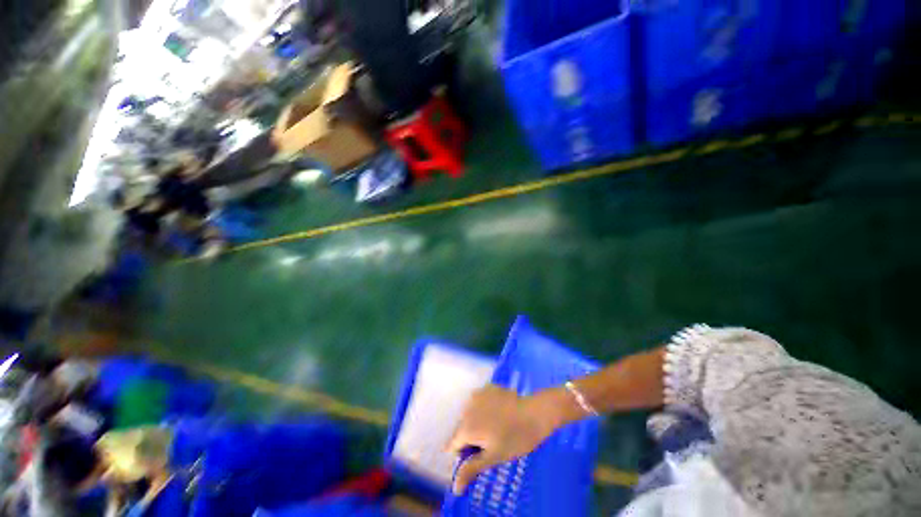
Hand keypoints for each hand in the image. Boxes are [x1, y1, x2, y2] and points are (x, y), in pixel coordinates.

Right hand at [445, 385, 563, 493]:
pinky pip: (479, 402)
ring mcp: (477, 395)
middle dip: (471, 437)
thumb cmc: (515, 439)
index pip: (452, 445)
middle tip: (490, 443)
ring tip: (496, 427)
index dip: (462, 454)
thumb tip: (454, 488)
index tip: (477, 457)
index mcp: (466, 427)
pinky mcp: (487, 388)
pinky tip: (499, 412)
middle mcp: (467, 408)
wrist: (534, 412)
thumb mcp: (494, 457)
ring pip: (470, 414)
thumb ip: (471, 469)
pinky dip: (484, 408)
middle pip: (461, 428)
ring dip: (477, 422)